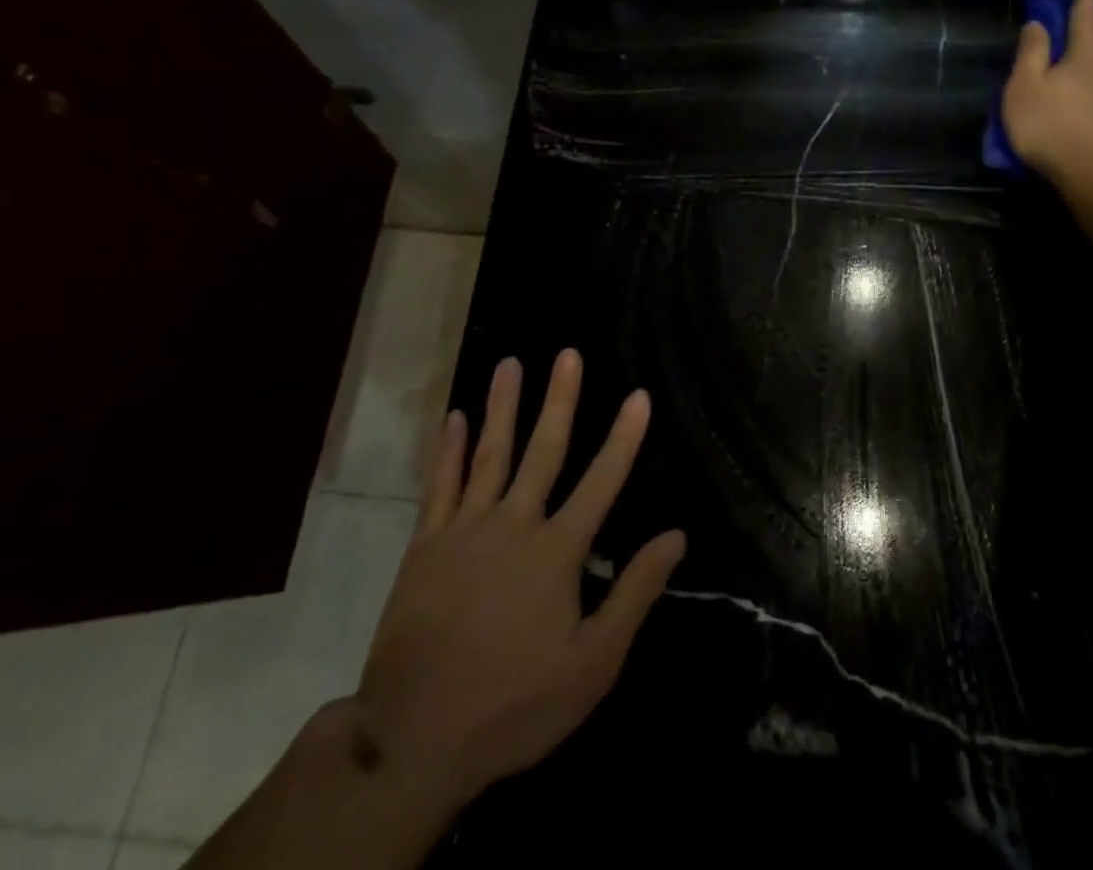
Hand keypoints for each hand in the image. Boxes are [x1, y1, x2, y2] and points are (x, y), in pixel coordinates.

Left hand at [353, 351, 685, 813]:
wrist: (415, 739)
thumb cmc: (515, 704)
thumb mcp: (592, 665)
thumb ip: (635, 594)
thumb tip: (676, 536)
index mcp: (557, 552)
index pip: (602, 481)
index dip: (624, 437)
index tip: (639, 395)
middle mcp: (514, 525)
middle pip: (543, 449)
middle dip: (560, 399)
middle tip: (568, 354)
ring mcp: (465, 530)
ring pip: (489, 454)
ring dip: (503, 405)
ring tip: (510, 363)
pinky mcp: (425, 545)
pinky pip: (440, 485)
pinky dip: (448, 449)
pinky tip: (455, 416)